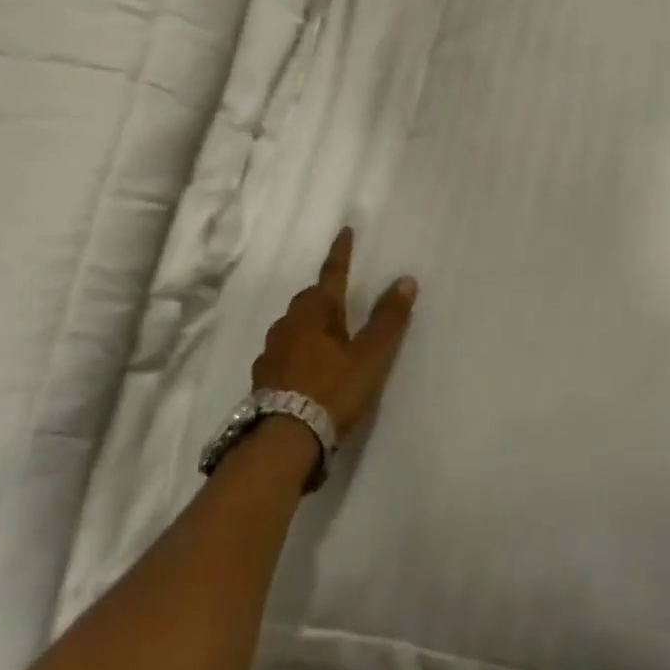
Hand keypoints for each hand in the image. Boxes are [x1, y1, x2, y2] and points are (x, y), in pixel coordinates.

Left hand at [252, 228, 417, 434]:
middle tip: (342, 296)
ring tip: (327, 336)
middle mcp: (289, 323)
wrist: (283, 439)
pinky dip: (299, 351)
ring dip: (311, 324)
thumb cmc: (331, 389)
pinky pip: (285, 352)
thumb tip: (406, 279)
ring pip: (295, 326)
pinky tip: (307, 368)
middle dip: (325, 294)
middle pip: (310, 300)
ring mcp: (272, 351)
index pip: (332, 273)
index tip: (345, 231)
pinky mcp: (264, 377)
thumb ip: (388, 320)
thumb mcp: (369, 356)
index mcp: (316, 311)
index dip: (341, 252)